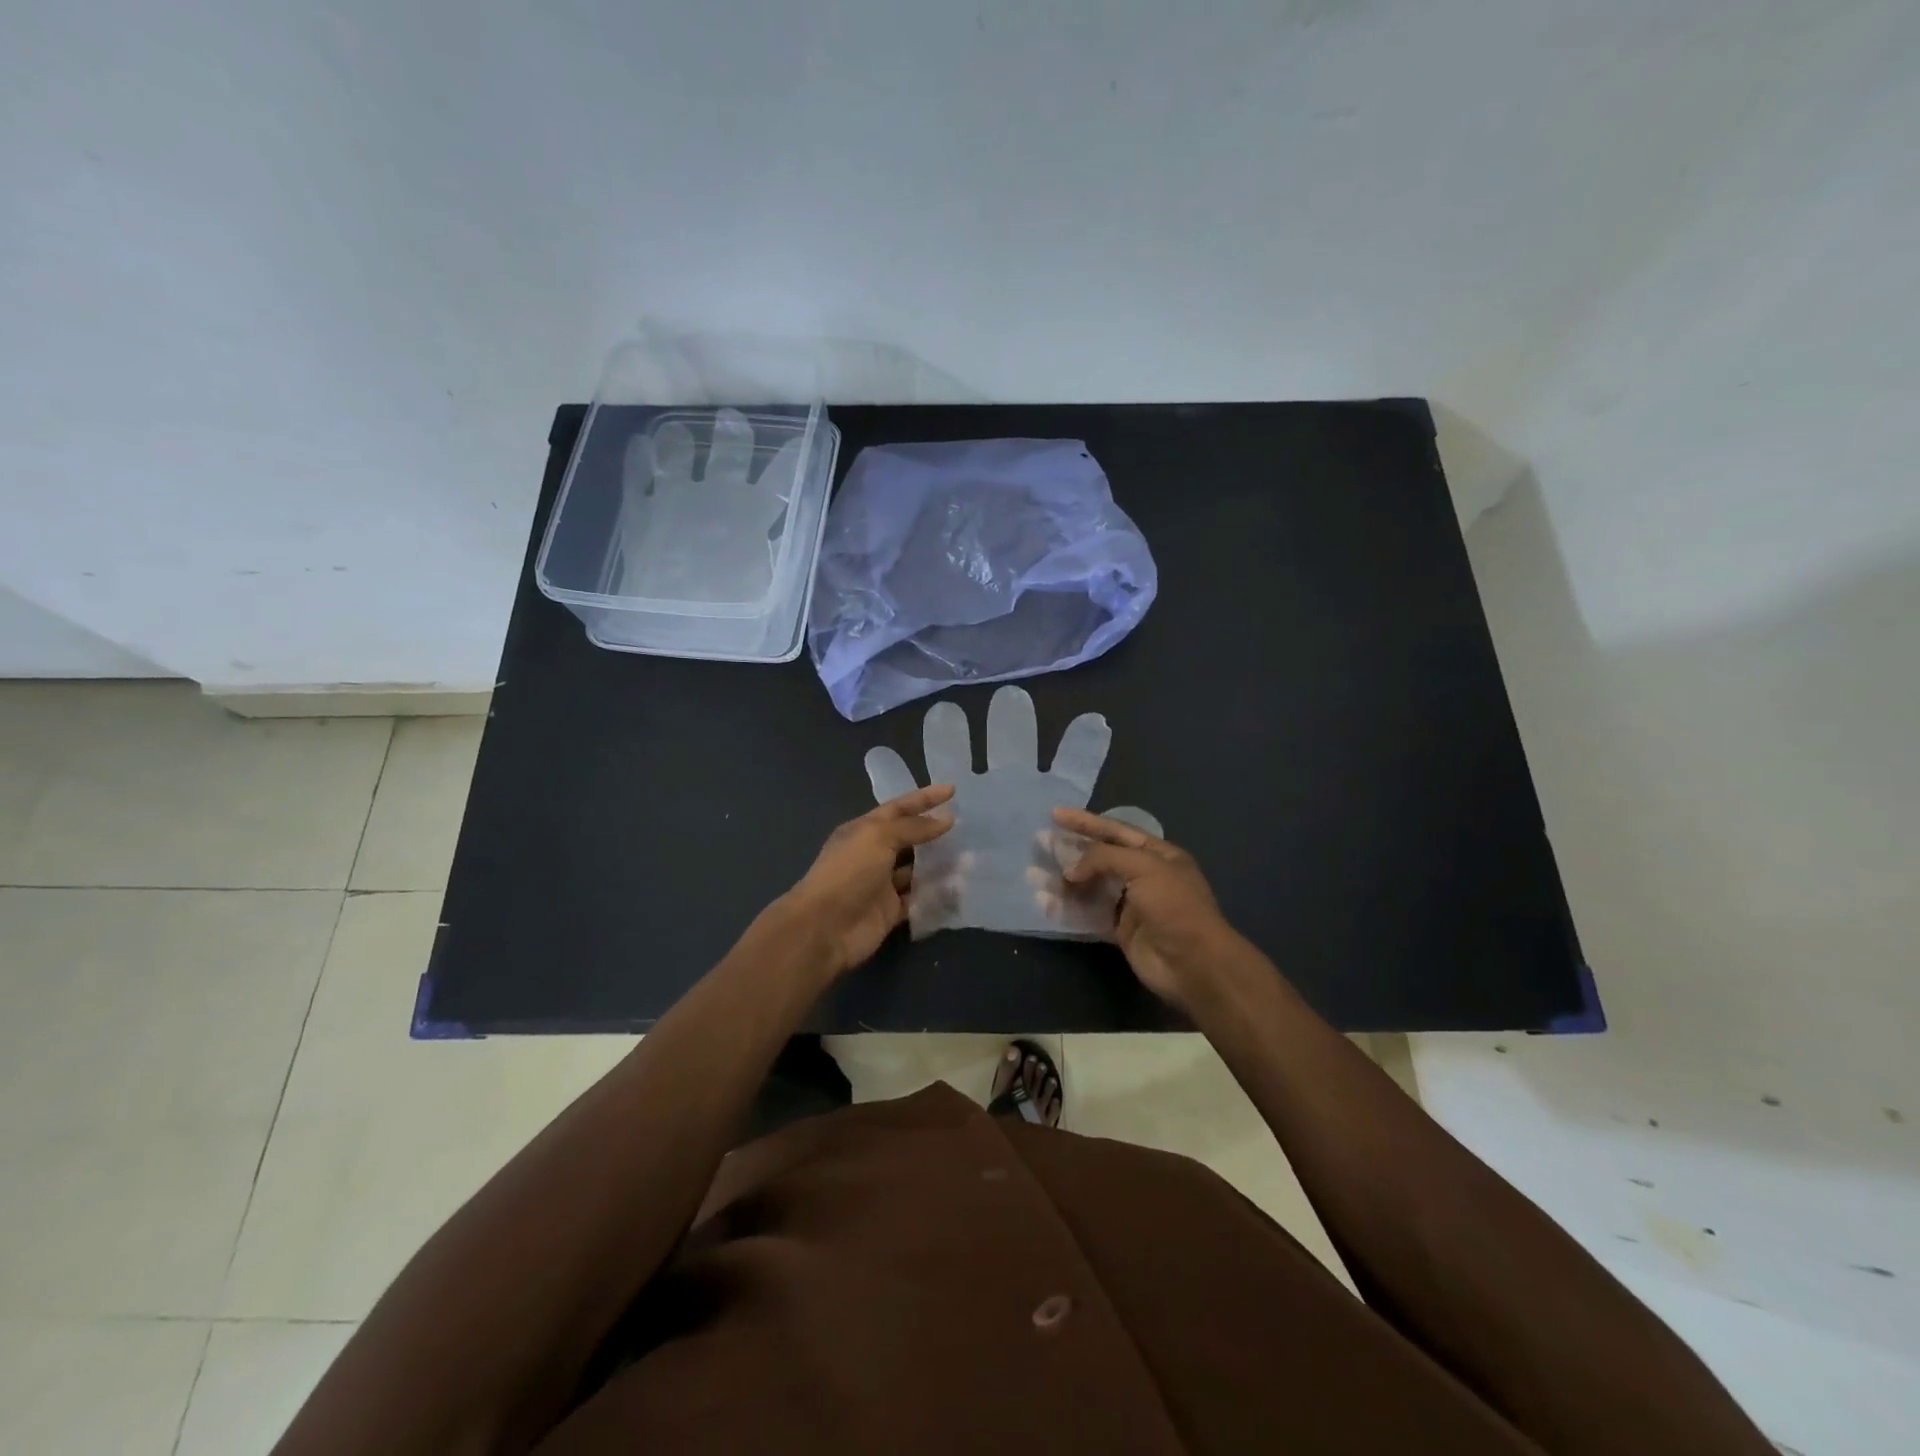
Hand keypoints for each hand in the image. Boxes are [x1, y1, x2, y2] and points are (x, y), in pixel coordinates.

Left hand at [778, 785, 955, 976]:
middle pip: (910, 839)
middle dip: (935, 832)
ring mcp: (881, 884)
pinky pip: (918, 899)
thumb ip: (913, 827)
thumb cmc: (848, 872)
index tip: (952, 790)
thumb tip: (946, 820)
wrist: (825, 928)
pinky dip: (936, 894)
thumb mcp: (879, 837)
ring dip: (940, 864)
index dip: (924, 798)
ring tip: (971, 858)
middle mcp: (872, 854)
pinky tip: (960, 887)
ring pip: (917, 870)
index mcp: (864, 830)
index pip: (898, 808)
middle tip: (969, 827)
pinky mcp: (890, 911)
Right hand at [1052, 807, 1240, 1010]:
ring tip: (1034, 874)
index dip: (1086, 822)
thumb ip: (1104, 858)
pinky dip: (1067, 908)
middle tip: (1039, 842)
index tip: (1056, 814)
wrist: (1193, 963)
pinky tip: (1045, 903)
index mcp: (1158, 854)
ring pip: (1090, 886)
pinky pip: (1088, 914)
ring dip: (1063, 880)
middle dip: (1070, 850)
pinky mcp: (1120, 931)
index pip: (1116, 830)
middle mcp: (1143, 876)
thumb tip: (1070, 870)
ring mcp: (1131, 904)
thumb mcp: (1144, 867)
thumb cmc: (1174, 906)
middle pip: (1099, 857)